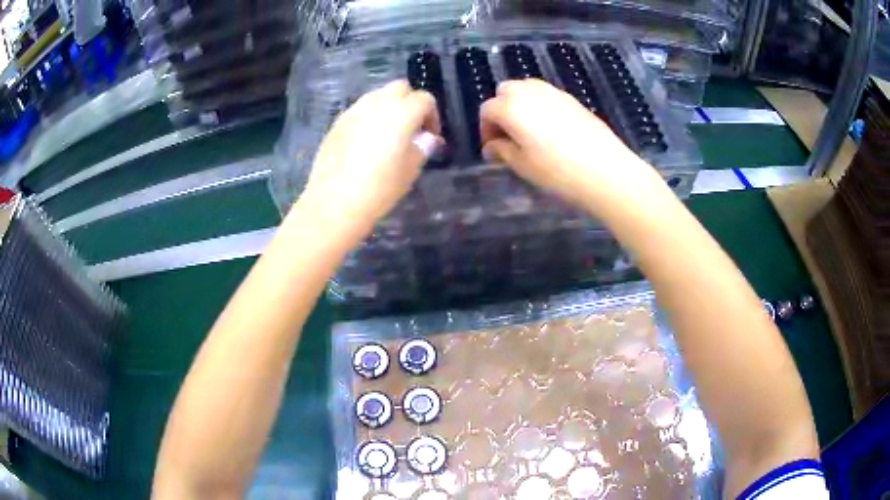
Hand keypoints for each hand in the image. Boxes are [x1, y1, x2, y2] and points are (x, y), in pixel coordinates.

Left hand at [295, 80, 440, 241]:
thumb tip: (428, 138)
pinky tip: (366, 142)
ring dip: (388, 107)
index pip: (425, 99)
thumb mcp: (410, 169)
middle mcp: (378, 103)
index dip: (432, 116)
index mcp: (402, 112)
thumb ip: (422, 147)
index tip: (431, 136)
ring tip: (388, 134)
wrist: (335, 201)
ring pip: (377, 96)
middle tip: (411, 127)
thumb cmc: (380, 187)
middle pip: (400, 88)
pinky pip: (360, 110)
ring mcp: (354, 110)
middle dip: (410, 102)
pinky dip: (369, 117)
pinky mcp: (338, 122)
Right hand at [480, 79, 664, 209]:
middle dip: (501, 110)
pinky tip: (551, 130)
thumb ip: (502, 151)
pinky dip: (540, 106)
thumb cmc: (558, 171)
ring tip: (529, 132)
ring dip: (520, 105)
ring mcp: (554, 92)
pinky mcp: (572, 99)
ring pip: (527, 89)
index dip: (486, 129)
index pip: (487, 110)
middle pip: (505, 91)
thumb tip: (492, 146)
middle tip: (509, 136)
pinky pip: (547, 95)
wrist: (606, 171)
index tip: (493, 149)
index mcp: (511, 107)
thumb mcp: (522, 166)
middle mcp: (530, 91)